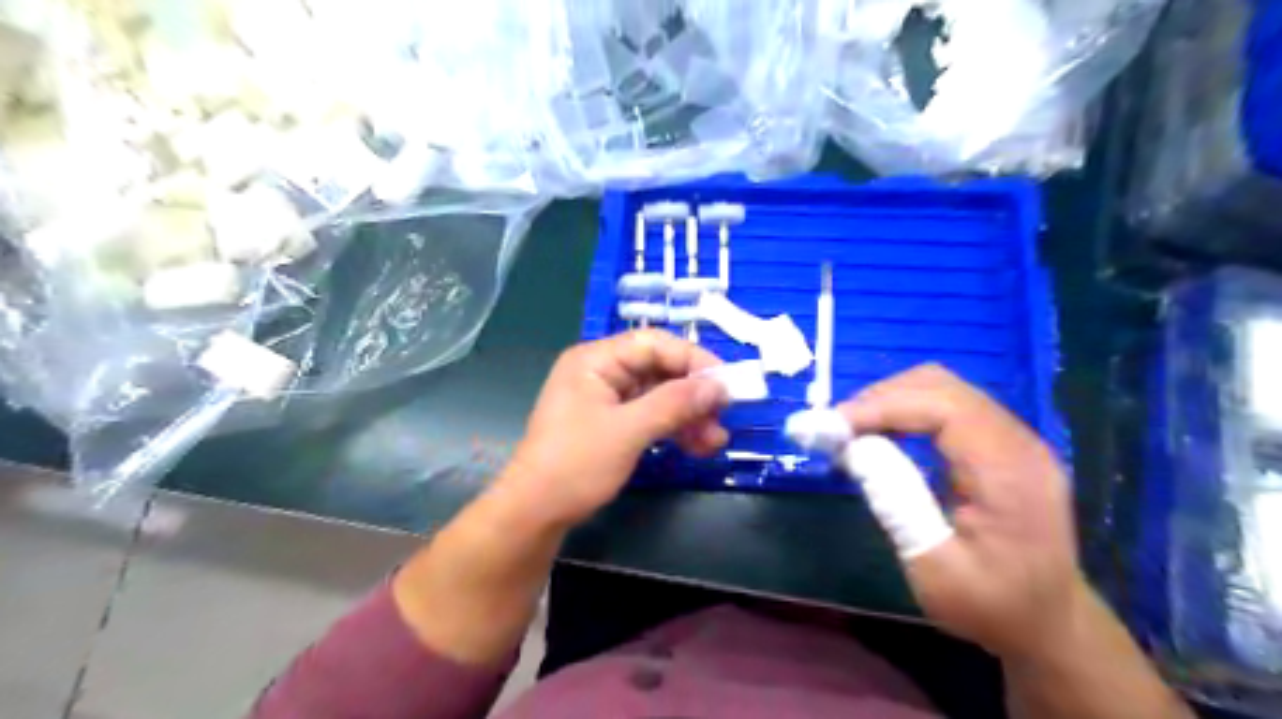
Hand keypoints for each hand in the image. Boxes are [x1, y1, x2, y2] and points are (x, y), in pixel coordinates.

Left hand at [510, 330, 736, 526]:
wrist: (535, 513)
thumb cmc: (576, 465)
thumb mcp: (629, 431)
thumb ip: (674, 404)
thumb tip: (719, 386)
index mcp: (596, 360)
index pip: (653, 344)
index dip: (693, 360)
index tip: (725, 383)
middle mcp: (601, 372)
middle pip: (659, 369)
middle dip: (693, 394)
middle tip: (724, 416)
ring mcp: (606, 399)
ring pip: (658, 395)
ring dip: (688, 416)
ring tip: (716, 440)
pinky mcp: (611, 424)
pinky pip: (650, 416)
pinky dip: (673, 429)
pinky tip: (698, 447)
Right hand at [848, 368, 1084, 658]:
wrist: (1049, 624)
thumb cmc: (992, 606)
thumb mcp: (937, 570)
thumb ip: (898, 505)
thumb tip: (854, 449)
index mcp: (1010, 471)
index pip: (943, 407)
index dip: (883, 406)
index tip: (832, 427)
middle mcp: (1017, 442)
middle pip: (940, 386)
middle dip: (880, 399)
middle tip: (834, 429)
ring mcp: (1010, 439)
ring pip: (940, 389)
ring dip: (889, 402)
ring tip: (850, 432)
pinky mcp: (997, 444)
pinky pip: (945, 407)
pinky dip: (904, 412)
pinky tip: (880, 436)